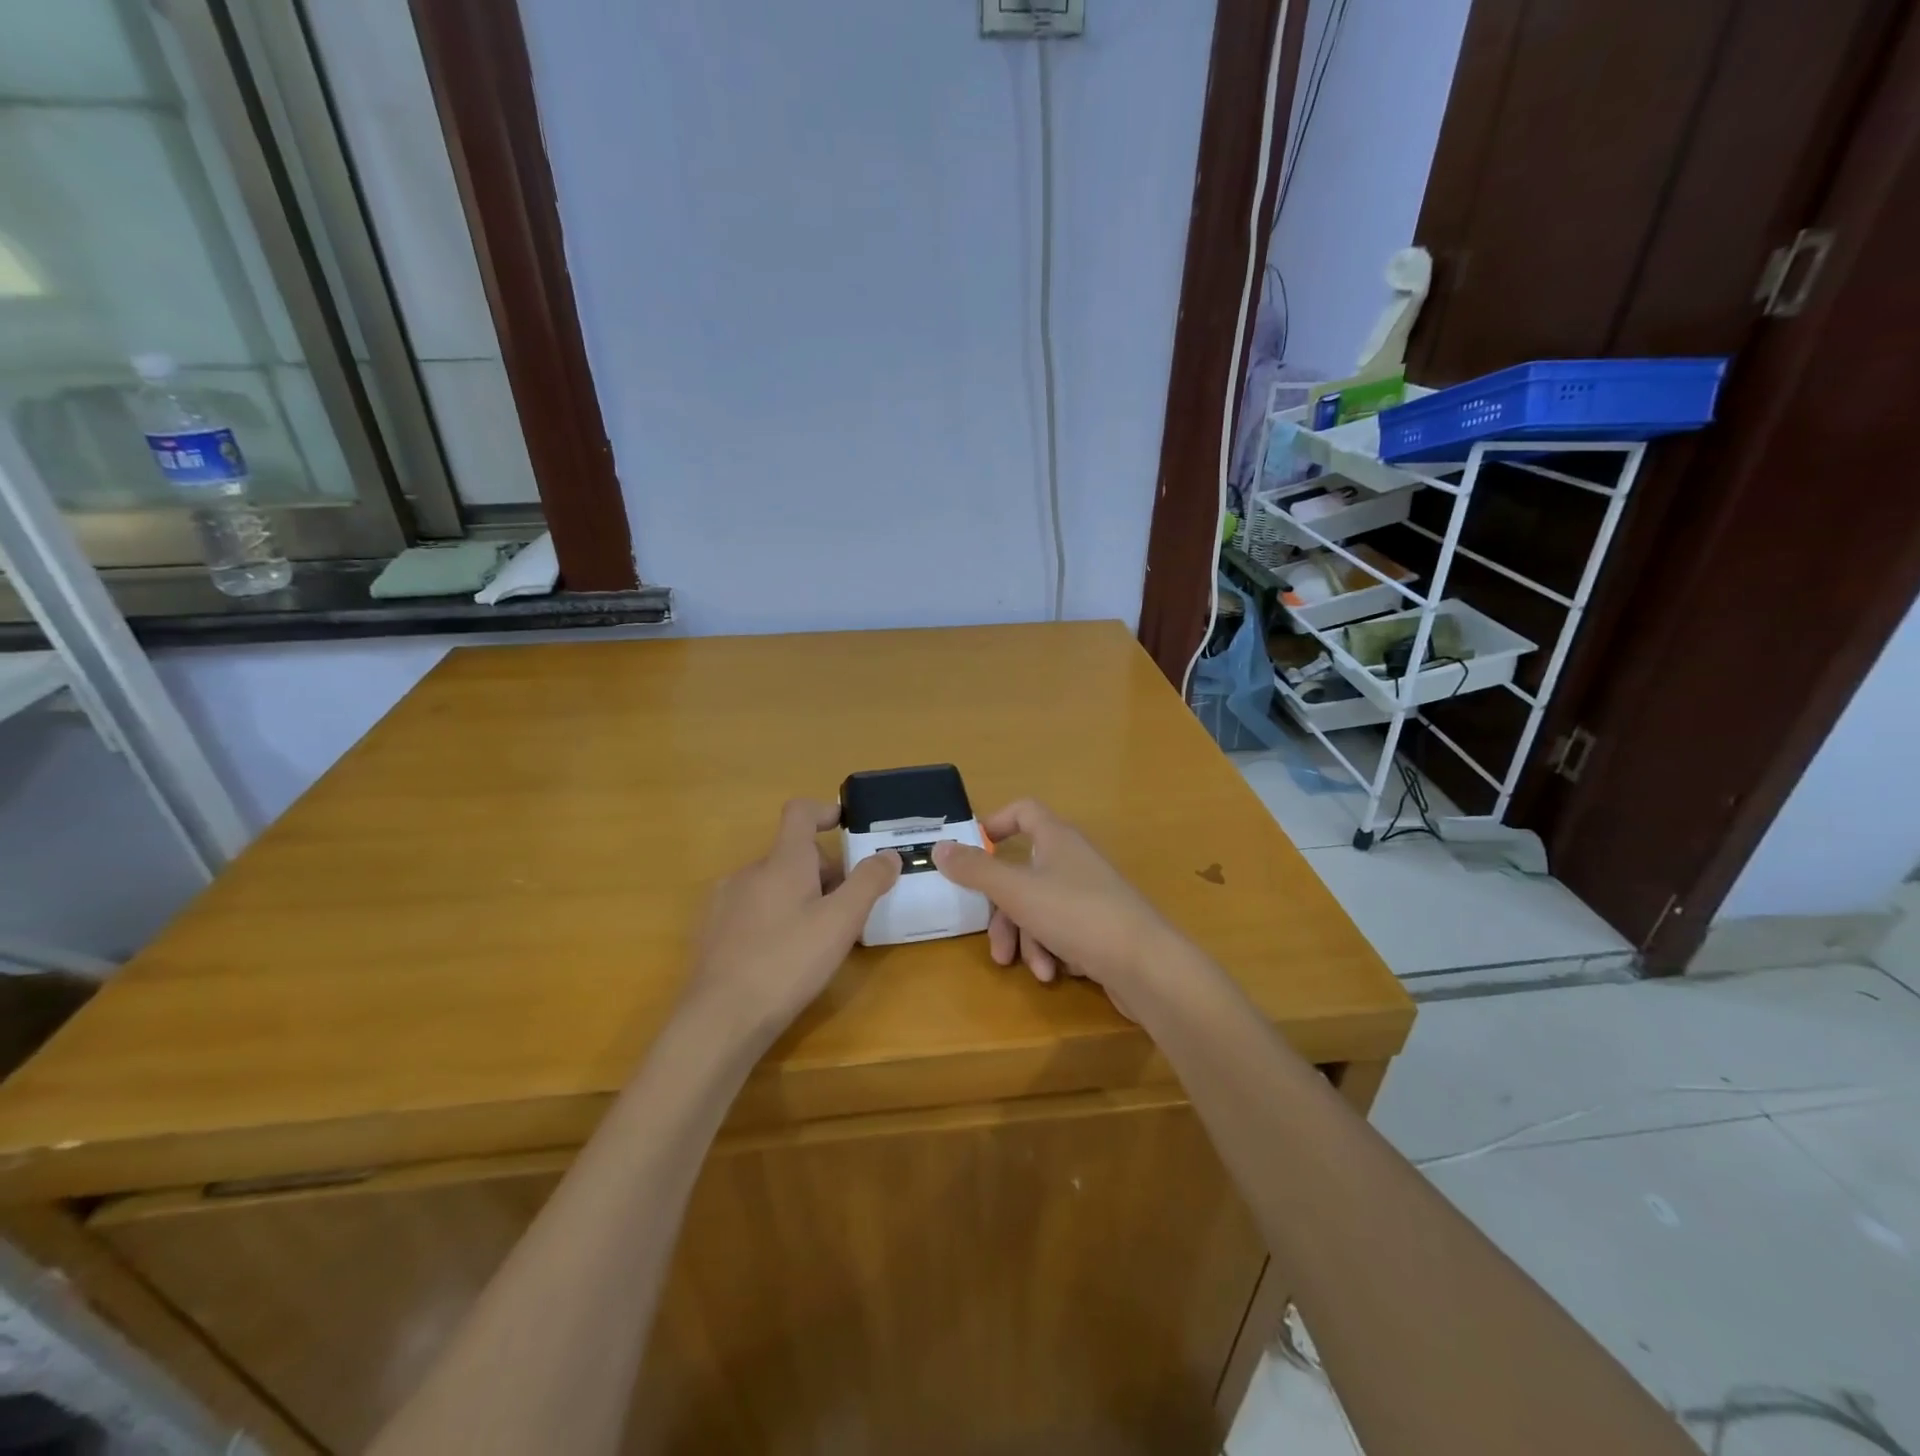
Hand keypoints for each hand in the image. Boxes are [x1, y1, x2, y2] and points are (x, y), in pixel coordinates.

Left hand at [687, 799, 899, 1037]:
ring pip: (772, 884)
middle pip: (792, 855)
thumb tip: (889, 854)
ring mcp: (724, 901)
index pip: (800, 813)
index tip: (846, 826)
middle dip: (823, 872)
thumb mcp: (841, 923)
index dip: (825, 811)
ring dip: (799, 896)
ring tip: (817, 937)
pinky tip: (781, 956)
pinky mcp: (710, 931)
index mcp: (782, 861)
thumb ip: (868, 882)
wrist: (720, 1019)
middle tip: (847, 909)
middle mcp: (749, 871)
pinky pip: (750, 909)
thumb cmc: (788, 962)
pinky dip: (773, 917)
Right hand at [931, 800, 1177, 1005]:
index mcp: (1057, 839)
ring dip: (1028, 940)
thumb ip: (976, 870)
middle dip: (1005, 913)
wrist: (1147, 966)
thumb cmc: (1077, 915)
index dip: (996, 824)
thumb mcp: (1017, 891)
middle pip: (1022, 874)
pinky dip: (1052, 950)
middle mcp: (1073, 861)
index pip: (1024, 811)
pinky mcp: (1100, 927)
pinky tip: (1056, 972)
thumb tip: (939, 847)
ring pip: (1039, 909)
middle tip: (996, 945)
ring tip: (1035, 969)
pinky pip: (1062, 931)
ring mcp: (1089, 895)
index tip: (972, 851)